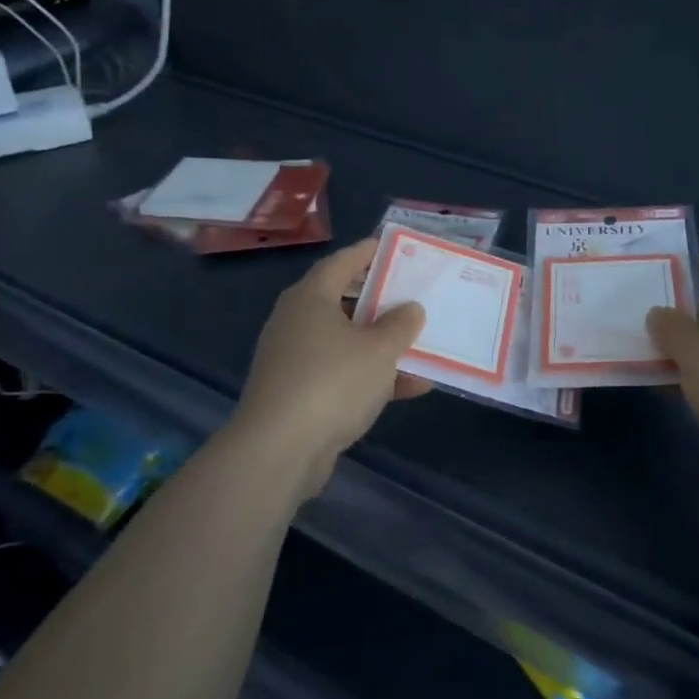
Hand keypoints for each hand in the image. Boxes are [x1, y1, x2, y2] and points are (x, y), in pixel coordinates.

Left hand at [234, 239, 429, 484]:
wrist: (279, 450)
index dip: (368, 252)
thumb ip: (400, 325)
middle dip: (380, 300)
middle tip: (412, 294)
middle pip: (343, 301)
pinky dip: (372, 377)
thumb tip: (410, 308)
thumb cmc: (332, 382)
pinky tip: (410, 388)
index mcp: (310, 298)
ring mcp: (294, 359)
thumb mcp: (379, 350)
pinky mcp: (298, 394)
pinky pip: (342, 374)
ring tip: (419, 342)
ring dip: (381, 343)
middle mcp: (297, 322)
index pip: (342, 262)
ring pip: (346, 341)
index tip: (393, 247)